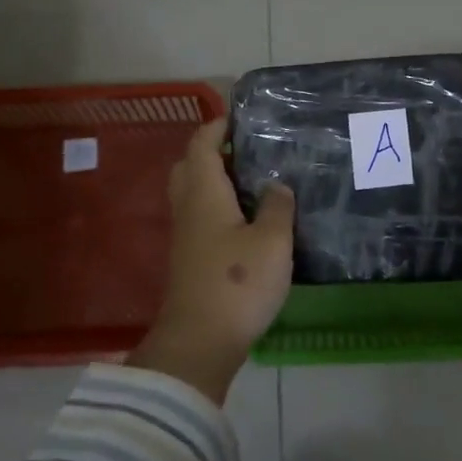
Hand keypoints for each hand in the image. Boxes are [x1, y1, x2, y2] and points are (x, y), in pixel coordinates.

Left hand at [127, 118, 294, 403]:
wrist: (200, 342)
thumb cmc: (237, 282)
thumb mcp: (272, 240)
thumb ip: (276, 206)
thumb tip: (276, 185)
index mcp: (203, 192)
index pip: (201, 144)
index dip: (217, 126)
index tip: (241, 118)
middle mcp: (188, 207)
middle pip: (190, 166)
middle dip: (212, 151)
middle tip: (246, 150)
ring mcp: (185, 235)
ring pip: (193, 193)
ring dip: (216, 180)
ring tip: (253, 181)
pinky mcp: (190, 259)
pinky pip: (200, 216)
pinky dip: (218, 206)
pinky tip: (246, 219)